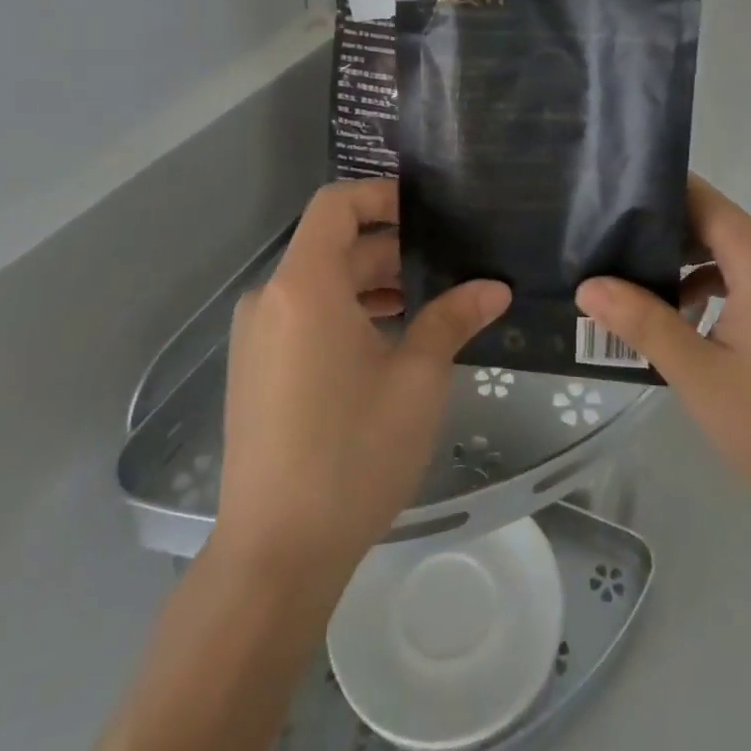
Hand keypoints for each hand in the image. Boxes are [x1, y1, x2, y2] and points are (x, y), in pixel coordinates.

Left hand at [212, 180, 510, 587]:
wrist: (276, 555)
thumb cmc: (352, 451)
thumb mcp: (417, 378)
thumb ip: (453, 319)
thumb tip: (495, 287)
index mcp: (304, 285)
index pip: (335, 204)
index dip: (381, 195)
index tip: (427, 213)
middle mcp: (270, 300)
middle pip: (332, 246)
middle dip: (390, 249)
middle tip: (446, 266)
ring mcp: (257, 339)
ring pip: (319, 285)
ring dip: (370, 284)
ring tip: (425, 305)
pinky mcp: (255, 372)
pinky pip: (303, 317)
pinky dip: (345, 314)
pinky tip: (387, 346)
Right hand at [576, 176, 750, 530]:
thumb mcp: (698, 374)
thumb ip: (643, 323)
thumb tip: (588, 285)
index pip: (702, 199)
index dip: (656, 191)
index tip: (608, 199)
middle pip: (712, 222)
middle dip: (660, 230)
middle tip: (605, 245)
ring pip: (726, 252)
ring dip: (682, 263)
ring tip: (629, 282)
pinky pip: (743, 279)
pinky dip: (708, 286)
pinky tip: (677, 319)